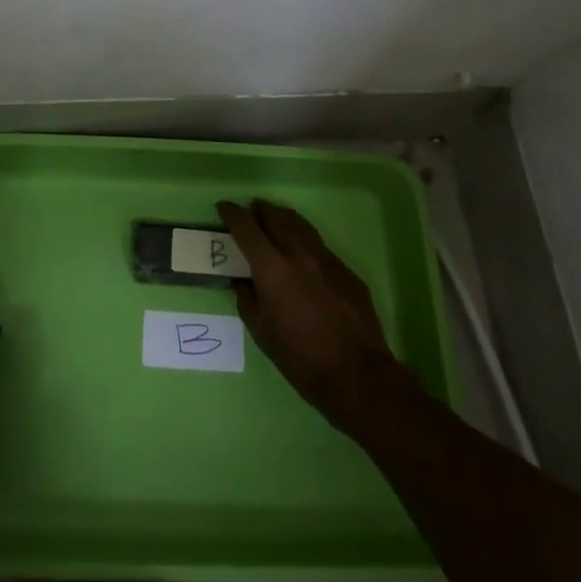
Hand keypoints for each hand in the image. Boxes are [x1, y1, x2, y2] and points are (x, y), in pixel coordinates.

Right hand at [217, 199, 417, 432]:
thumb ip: (248, 299)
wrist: (357, 374)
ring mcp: (327, 259)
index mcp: (272, 268)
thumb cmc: (300, 357)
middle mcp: (299, 254)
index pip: (247, 228)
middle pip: (277, 218)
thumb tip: (244, 282)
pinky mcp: (346, 271)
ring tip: (275, 217)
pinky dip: (305, 240)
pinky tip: (303, 253)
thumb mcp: (261, 332)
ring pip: (302, 226)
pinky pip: (320, 246)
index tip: (223, 207)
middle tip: (251, 210)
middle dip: (261, 210)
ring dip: (284, 218)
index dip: (232, 214)